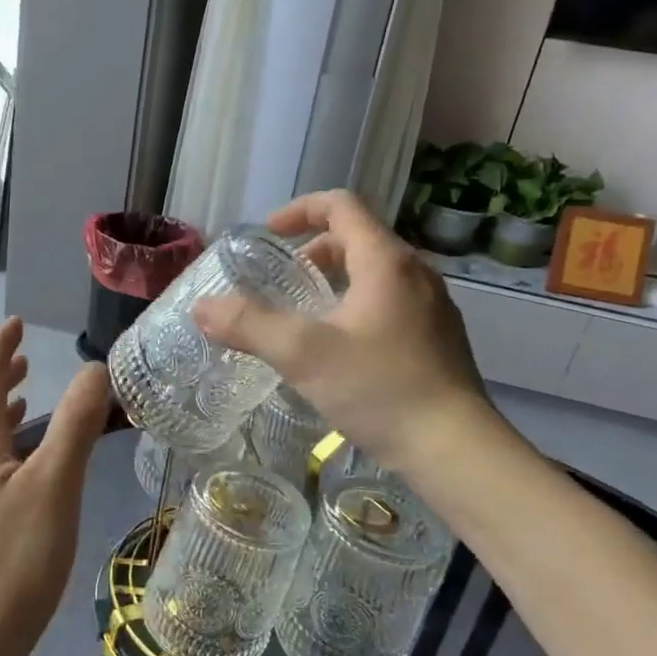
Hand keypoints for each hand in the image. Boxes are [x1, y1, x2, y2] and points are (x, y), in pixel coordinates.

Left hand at [0, 318, 112, 655]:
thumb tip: (94, 369)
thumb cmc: (15, 557)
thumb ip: (75, 424)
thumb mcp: (54, 483)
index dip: (0, 348)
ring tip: (26, 396)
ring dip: (3, 410)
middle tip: (24, 354)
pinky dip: (9, 445)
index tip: (16, 324)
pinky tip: (27, 464)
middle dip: (1, 376)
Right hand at [192, 190, 489, 474]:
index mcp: (386, 261)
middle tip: (281, 283)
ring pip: (374, 274)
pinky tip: (339, 352)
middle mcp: (414, 273)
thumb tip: (202, 307)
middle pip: (357, 239)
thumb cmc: (380, 389)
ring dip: (334, 281)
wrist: (454, 449)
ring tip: (303, 317)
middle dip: (313, 251)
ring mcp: (431, 307)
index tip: (268, 235)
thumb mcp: (303, 354)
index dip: (299, 210)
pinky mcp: (436, 339)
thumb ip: (249, 325)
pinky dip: (356, 308)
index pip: (341, 206)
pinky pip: (389, 304)